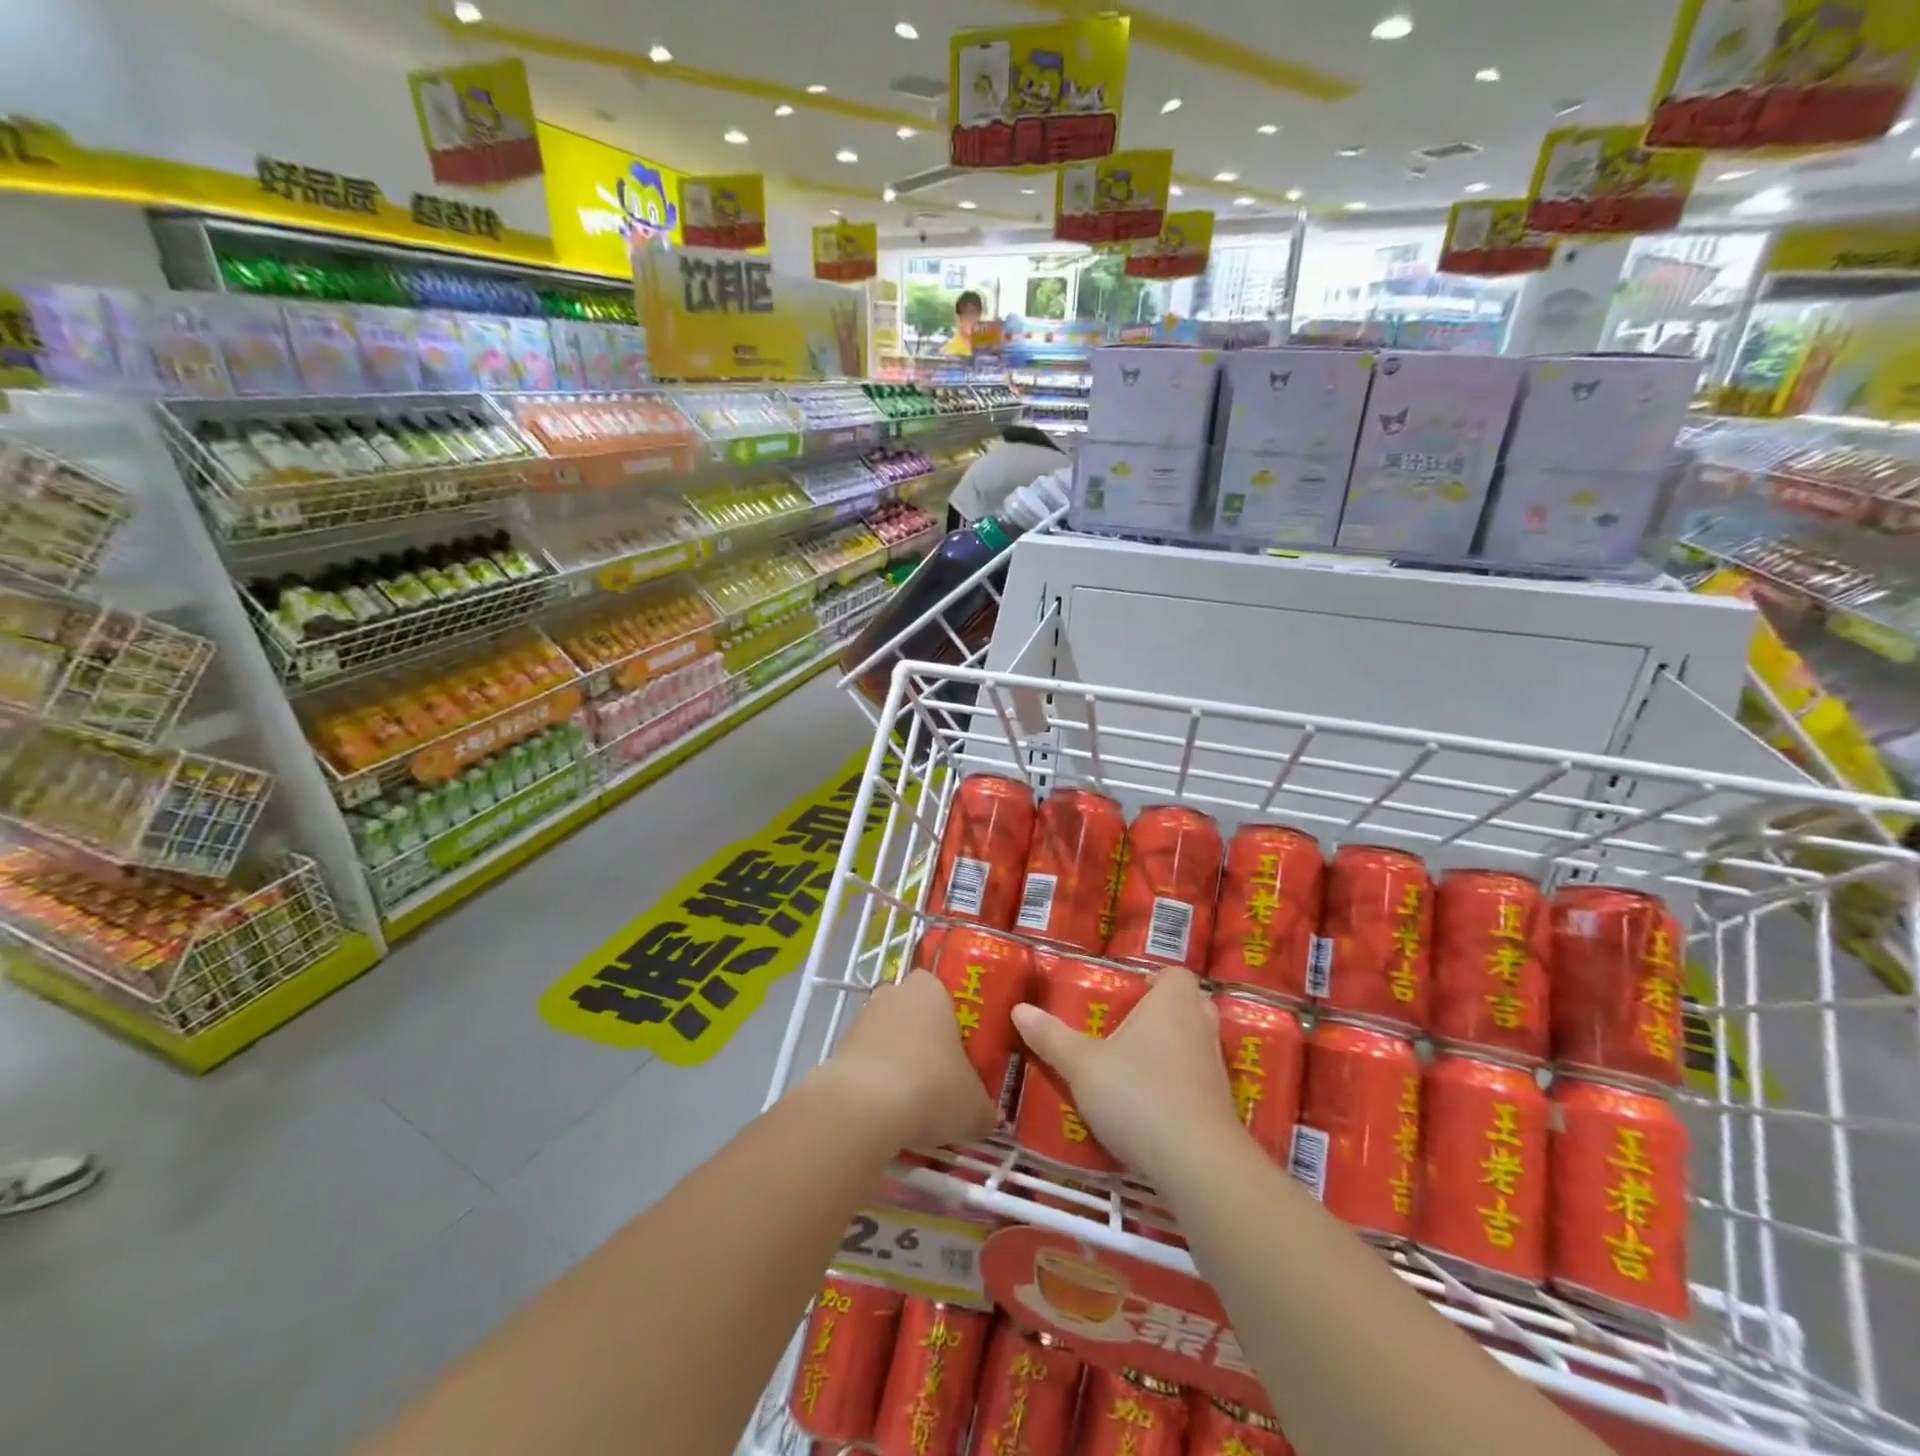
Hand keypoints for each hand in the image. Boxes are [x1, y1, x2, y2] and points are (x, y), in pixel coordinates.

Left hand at [816, 970, 996, 1151]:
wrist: (864, 1107)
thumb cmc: (931, 1087)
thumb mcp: (974, 1108)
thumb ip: (983, 1109)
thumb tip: (986, 1119)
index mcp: (930, 989)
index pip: (942, 992)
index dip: (950, 1021)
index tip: (958, 1052)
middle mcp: (893, 994)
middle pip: (911, 1013)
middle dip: (921, 1041)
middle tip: (938, 1078)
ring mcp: (861, 1019)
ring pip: (885, 1038)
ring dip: (895, 1064)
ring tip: (911, 1106)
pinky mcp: (838, 1049)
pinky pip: (864, 1064)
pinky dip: (873, 1084)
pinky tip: (885, 1114)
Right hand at [1011, 967, 1243, 1180]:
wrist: (1198, 1165)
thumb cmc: (1139, 1095)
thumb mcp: (1083, 1065)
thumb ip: (1052, 1037)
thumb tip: (1020, 1009)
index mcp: (1172, 1003)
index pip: (1177, 973)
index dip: (1156, 978)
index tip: (1130, 992)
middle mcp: (1201, 1027)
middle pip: (1191, 1004)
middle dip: (1165, 1010)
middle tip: (1130, 1024)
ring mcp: (1216, 1068)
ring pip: (1197, 1043)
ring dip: (1174, 1048)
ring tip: (1135, 1063)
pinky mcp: (1221, 1106)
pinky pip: (1199, 1080)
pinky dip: (1181, 1084)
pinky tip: (1151, 1104)